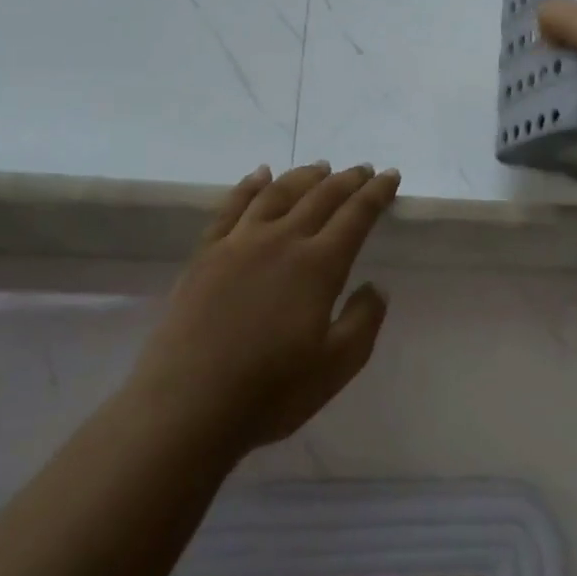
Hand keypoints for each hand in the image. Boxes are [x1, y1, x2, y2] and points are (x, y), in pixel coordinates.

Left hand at [139, 161, 400, 450]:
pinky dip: (249, 185)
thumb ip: (364, 321)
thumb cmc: (270, 391)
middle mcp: (281, 241)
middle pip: (320, 196)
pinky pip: (231, 207)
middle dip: (347, 180)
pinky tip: (259, 175)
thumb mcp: (337, 366)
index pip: (356, 215)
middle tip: (363, 169)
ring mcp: (238, 244)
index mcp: (318, 266)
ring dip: (303, 176)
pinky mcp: (205, 255)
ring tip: (319, 168)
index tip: (391, 176)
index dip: (376, 193)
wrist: (185, 407)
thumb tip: (375, 286)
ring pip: (277, 193)